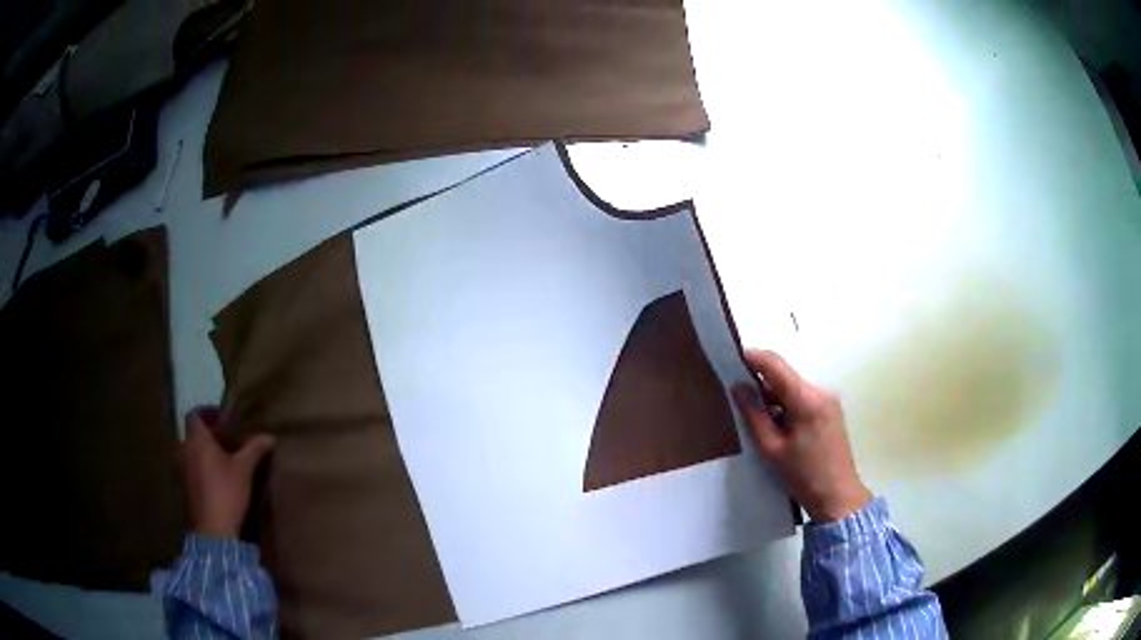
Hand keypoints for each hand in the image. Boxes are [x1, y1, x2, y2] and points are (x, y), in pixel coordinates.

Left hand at [180, 407, 275, 537]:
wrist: (213, 529)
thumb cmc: (226, 491)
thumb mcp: (245, 469)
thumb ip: (254, 449)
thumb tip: (270, 436)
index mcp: (196, 439)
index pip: (194, 414)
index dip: (207, 413)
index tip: (223, 420)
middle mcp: (185, 449)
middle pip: (192, 434)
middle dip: (208, 435)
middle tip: (226, 441)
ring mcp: (183, 469)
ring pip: (192, 452)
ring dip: (204, 453)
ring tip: (223, 462)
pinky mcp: (186, 488)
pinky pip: (192, 469)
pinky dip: (202, 469)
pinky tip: (218, 481)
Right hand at [732, 350, 871, 522]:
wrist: (838, 497)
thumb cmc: (803, 477)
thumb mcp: (772, 449)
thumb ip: (755, 415)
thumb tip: (739, 387)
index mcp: (807, 400)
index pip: (775, 365)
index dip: (753, 358)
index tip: (731, 357)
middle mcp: (821, 392)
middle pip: (785, 376)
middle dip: (761, 383)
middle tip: (738, 397)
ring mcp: (828, 401)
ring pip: (793, 388)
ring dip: (774, 397)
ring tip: (757, 420)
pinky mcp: (831, 411)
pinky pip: (803, 399)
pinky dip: (787, 406)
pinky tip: (778, 427)